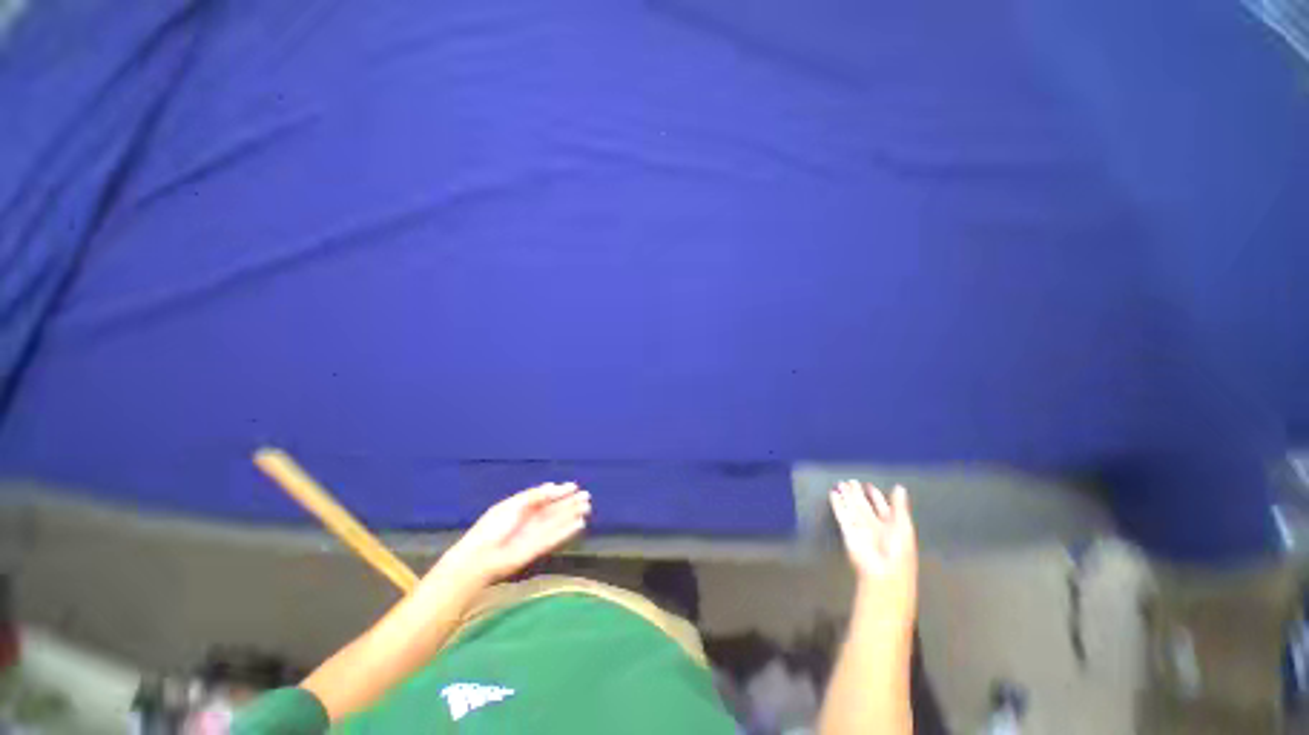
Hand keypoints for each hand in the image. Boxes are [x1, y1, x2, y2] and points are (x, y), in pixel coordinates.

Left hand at [434, 483, 590, 587]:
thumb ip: (535, 495)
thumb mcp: (513, 504)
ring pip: (558, 522)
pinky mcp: (538, 549)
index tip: (574, 486)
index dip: (560, 491)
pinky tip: (579, 524)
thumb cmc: (492, 527)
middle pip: (555, 509)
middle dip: (570, 502)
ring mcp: (535, 534)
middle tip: (587, 496)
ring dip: (572, 514)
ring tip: (587, 507)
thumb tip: (555, 486)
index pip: (545, 497)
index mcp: (523, 506)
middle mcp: (531, 519)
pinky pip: (556, 538)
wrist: (480, 557)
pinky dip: (568, 531)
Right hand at [830, 481, 916, 623]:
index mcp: (891, 525)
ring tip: (840, 483)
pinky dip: (837, 504)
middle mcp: (874, 525)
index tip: (869, 485)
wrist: (884, 575)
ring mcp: (860, 528)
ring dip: (846, 496)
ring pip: (851, 507)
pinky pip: (841, 514)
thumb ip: (899, 506)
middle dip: (857, 493)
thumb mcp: (904, 527)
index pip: (882, 506)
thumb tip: (900, 487)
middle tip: (850, 481)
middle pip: (864, 505)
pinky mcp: (848, 531)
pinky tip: (833, 493)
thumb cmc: (899, 553)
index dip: (876, 496)